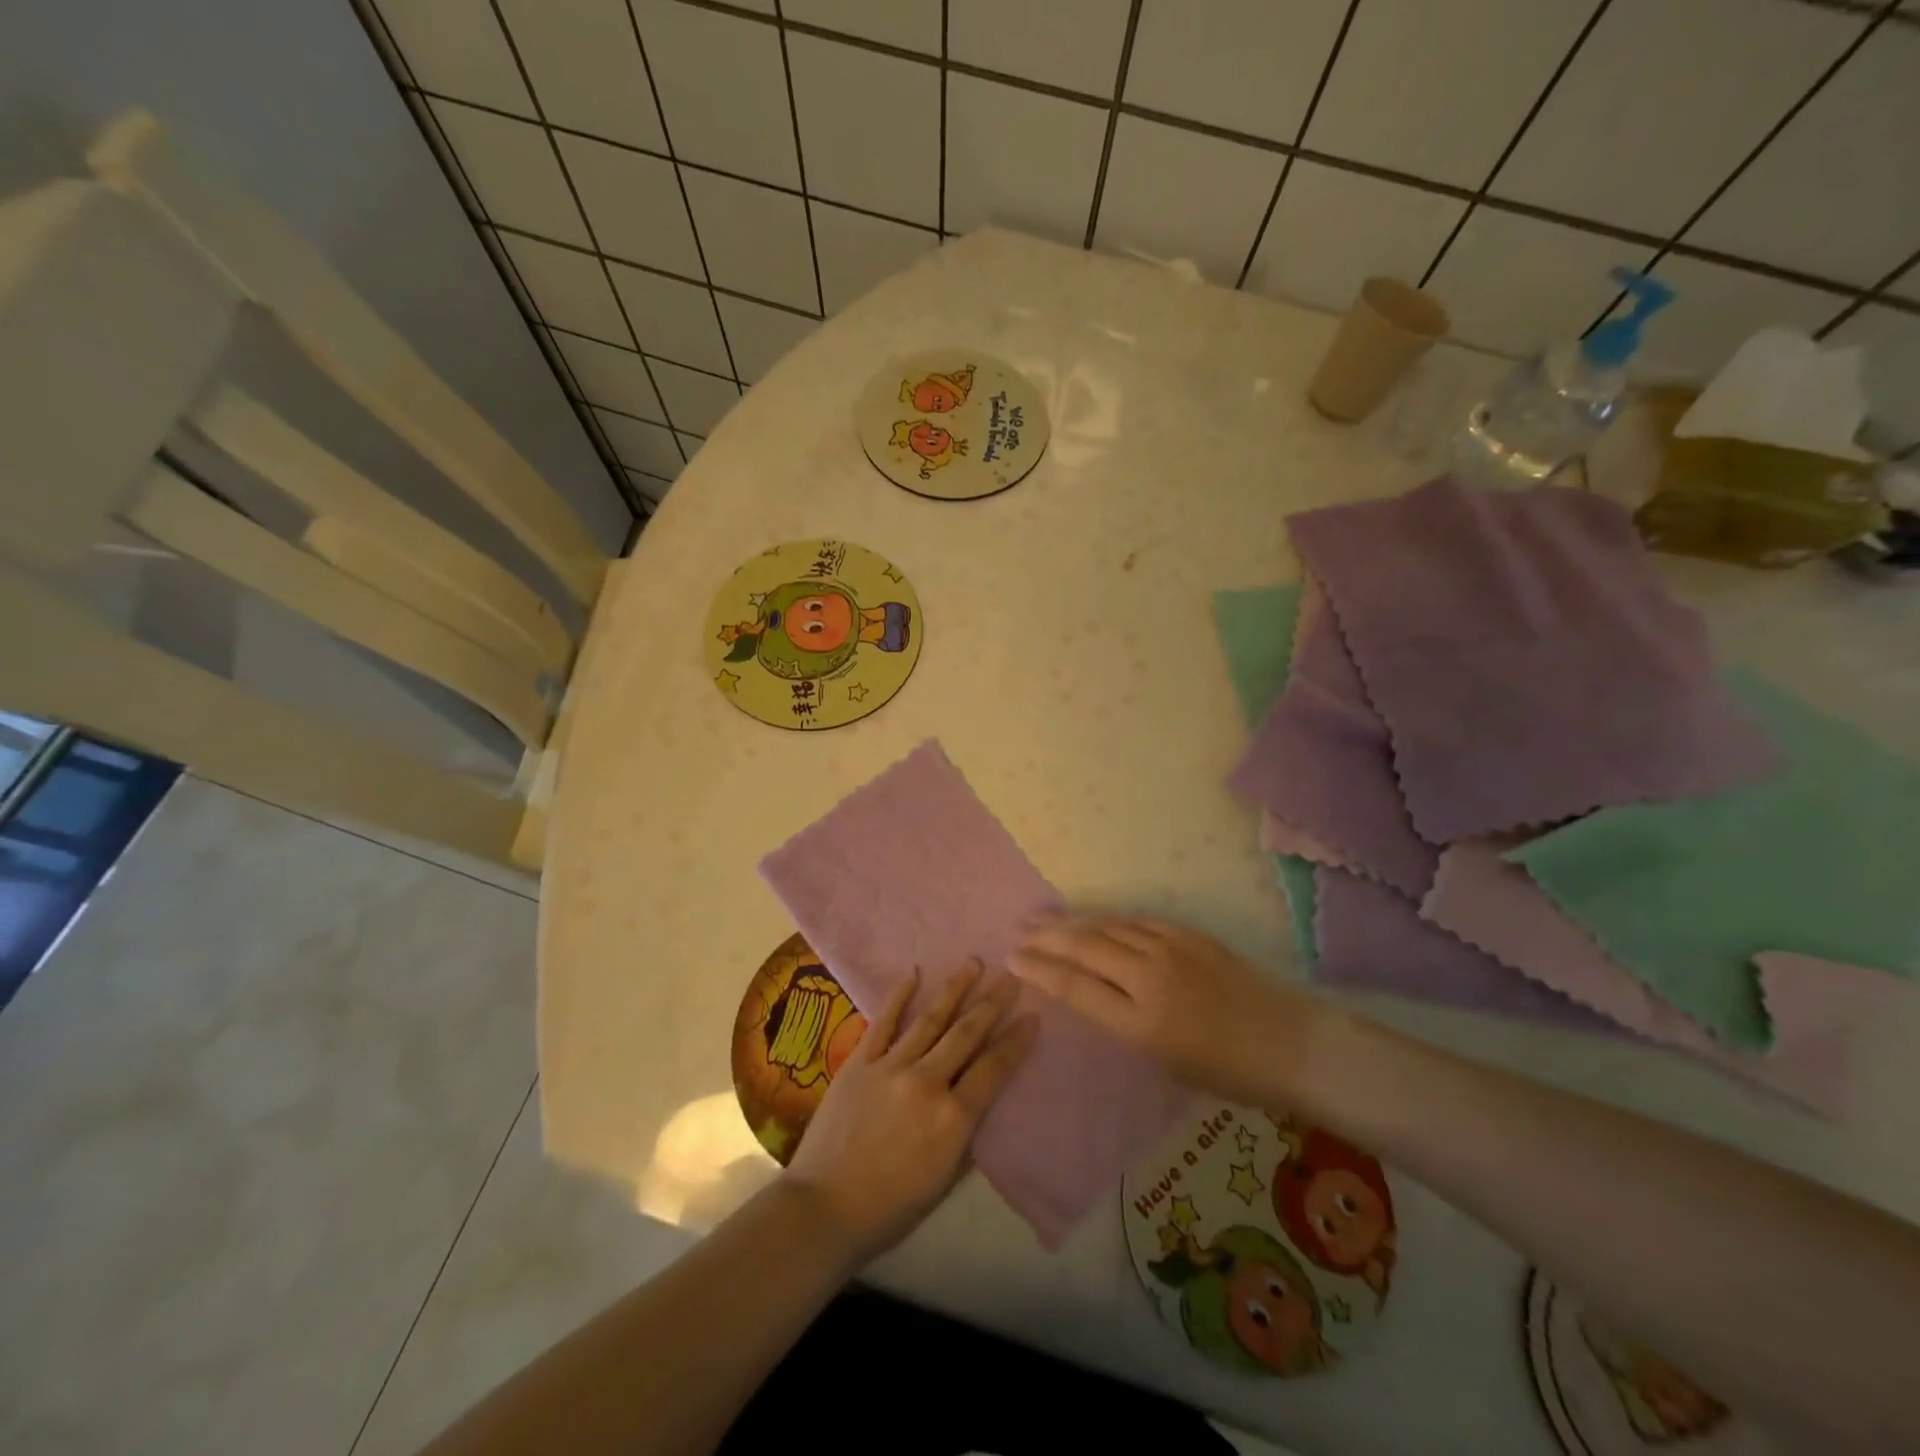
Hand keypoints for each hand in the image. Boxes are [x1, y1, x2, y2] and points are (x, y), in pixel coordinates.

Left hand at [783, 960, 1035, 1264]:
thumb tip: (979, 1099)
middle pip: (966, 1034)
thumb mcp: (944, 1181)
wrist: (824, 1207)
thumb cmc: (890, 1207)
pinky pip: (884, 1022)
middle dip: (992, 1003)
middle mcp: (926, 1082)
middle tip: (1011, 977)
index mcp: (952, 1118)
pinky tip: (913, 973)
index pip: (994, 1070)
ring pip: (930, 1019)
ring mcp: (890, 1067)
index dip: (1016, 1041)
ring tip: (972, 963)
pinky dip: (899, 996)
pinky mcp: (859, 1062)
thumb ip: (965, 1135)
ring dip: (954, 989)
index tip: (1032, 1016)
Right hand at [1009, 914, 1327, 1105]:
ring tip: (1043, 917)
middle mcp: (1150, 978)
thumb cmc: (1231, 1073)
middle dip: (1046, 938)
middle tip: (1018, 931)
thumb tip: (1091, 992)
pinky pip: (1138, 920)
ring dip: (1071, 922)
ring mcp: (1171, 949)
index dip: (1039, 970)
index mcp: (1141, 1023)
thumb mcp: (1166, 1061)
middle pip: (1085, 948)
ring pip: (1108, 927)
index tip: (1012, 959)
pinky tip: (1095, 918)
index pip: (1074, 987)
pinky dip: (1110, 918)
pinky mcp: (1190, 935)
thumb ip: (1123, 1022)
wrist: (1294, 1044)